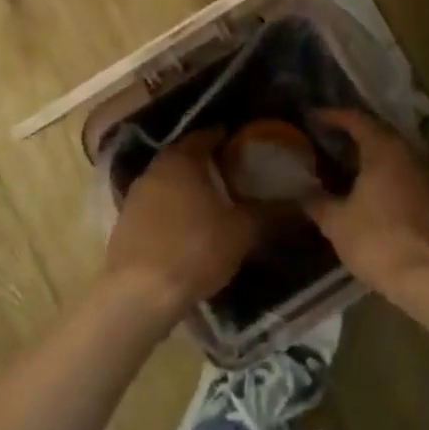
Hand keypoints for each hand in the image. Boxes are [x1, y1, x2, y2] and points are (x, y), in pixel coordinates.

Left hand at [105, 129, 259, 325]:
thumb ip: (270, 213)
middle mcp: (155, 169)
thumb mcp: (241, 232)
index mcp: (182, 159)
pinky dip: (173, 208)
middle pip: (184, 156)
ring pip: (168, 181)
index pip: (206, 135)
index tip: (244, 144)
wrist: (139, 294)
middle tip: (233, 172)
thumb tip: (303, 201)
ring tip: (213, 200)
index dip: (226, 137)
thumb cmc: (194, 250)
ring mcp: (135, 196)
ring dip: (188, 186)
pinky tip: (188, 226)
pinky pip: (156, 205)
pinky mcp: (125, 223)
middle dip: (207, 162)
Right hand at [305, 110, 428, 292]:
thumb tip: (304, 194)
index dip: (333, 116)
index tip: (314, 118)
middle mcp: (409, 154)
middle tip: (329, 140)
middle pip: (380, 132)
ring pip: (396, 154)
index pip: (357, 119)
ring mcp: (427, 175)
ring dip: (372, 155)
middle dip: (354, 134)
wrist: (428, 275)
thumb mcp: (336, 221)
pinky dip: (387, 174)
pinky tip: (371, 190)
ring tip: (347, 164)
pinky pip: (406, 173)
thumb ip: (318, 202)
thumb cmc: (376, 239)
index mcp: (384, 149)